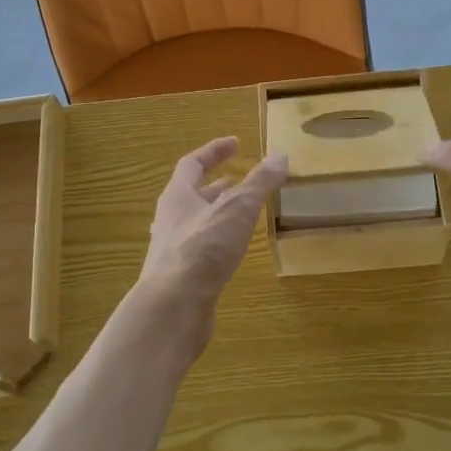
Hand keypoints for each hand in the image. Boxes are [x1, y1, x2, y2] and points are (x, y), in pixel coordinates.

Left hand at [138, 138, 287, 348]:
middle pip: (191, 194)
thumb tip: (280, 154)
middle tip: (240, 180)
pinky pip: (200, 248)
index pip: (192, 164)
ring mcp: (173, 250)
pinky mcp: (181, 276)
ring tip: (241, 213)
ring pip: (196, 222)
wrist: (173, 307)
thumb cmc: (203, 249)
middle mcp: (170, 219)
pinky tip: (234, 251)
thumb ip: (259, 182)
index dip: (214, 151)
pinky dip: (218, 241)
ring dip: (217, 214)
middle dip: (216, 185)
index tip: (236, 143)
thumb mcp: (237, 209)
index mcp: (177, 196)